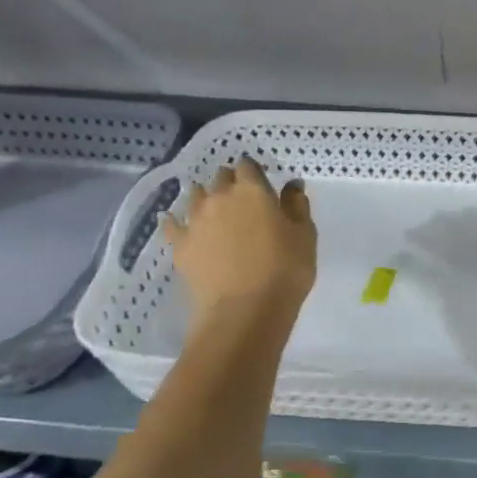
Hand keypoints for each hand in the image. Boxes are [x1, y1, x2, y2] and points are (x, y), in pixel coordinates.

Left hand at [162, 156, 316, 324]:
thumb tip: (291, 184)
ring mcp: (195, 221)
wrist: (244, 311)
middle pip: (220, 177)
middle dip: (230, 181)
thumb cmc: (285, 270)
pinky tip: (174, 222)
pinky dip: (174, 220)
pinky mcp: (179, 245)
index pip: (247, 165)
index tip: (262, 180)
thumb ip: (297, 205)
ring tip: (213, 208)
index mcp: (252, 190)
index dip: (254, 170)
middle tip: (242, 197)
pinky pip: (171, 224)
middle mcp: (219, 197)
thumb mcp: (305, 235)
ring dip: (205, 196)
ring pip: (195, 195)